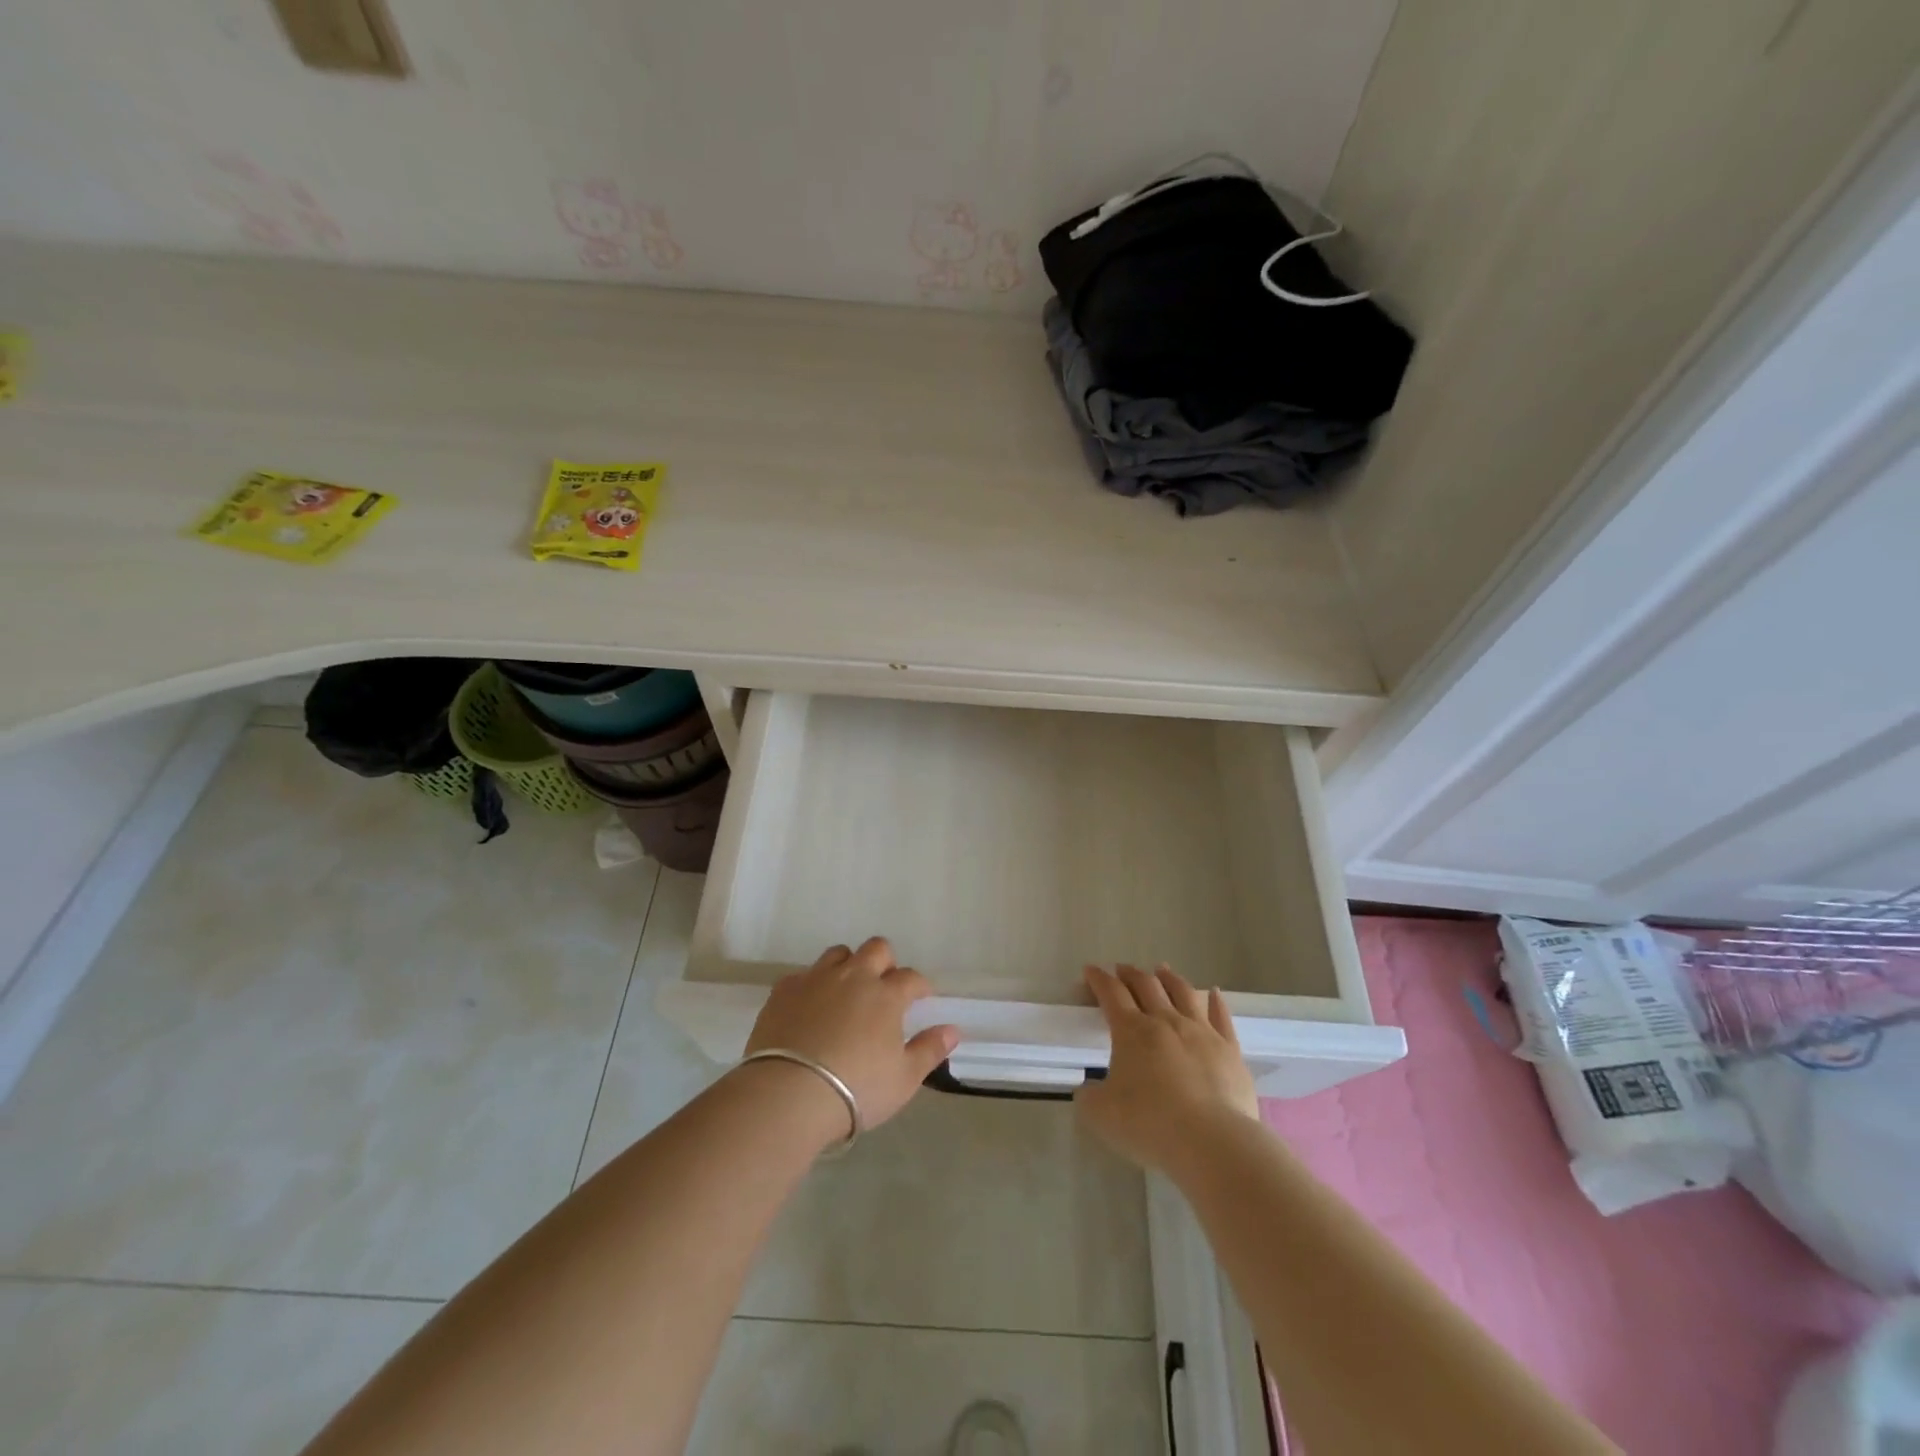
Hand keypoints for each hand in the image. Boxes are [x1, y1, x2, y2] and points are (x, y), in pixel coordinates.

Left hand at [743, 938, 958, 1138]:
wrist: (789, 1093)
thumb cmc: (856, 1089)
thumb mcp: (903, 1079)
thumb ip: (929, 1050)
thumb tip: (952, 1029)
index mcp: (886, 995)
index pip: (911, 978)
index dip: (920, 985)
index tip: (922, 997)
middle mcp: (854, 977)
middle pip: (876, 949)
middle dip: (885, 962)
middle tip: (884, 986)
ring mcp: (816, 979)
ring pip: (838, 954)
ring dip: (848, 966)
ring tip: (847, 991)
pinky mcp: (784, 990)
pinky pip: (803, 974)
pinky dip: (812, 985)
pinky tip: (810, 1007)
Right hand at [1075, 963, 1260, 1172]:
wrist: (1212, 1142)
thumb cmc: (1149, 1124)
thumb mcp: (1101, 1114)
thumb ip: (1089, 1096)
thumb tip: (1089, 1089)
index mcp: (1131, 1031)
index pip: (1111, 993)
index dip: (1098, 979)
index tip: (1090, 970)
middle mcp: (1165, 1021)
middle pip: (1146, 986)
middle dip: (1131, 974)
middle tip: (1122, 969)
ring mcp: (1201, 1032)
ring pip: (1183, 993)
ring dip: (1169, 978)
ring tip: (1161, 970)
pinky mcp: (1229, 1049)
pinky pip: (1221, 1017)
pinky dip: (1216, 1001)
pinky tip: (1214, 993)